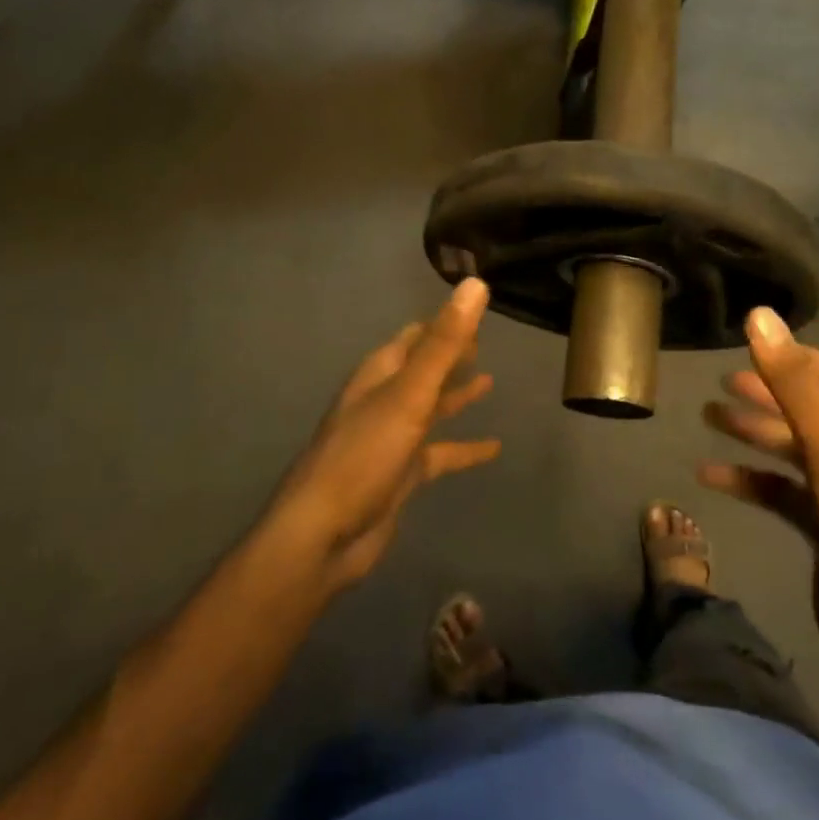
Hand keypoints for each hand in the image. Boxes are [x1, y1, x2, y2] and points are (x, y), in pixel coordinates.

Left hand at [274, 279, 499, 589]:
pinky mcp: (401, 474)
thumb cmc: (364, 456)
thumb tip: (475, 284)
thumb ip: (444, 344)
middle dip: (449, 355)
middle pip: (421, 369)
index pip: (414, 337)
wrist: (324, 535)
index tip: (473, 309)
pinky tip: (494, 448)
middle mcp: (383, 401)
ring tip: (490, 381)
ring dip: (456, 395)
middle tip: (484, 341)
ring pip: (430, 408)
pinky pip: (439, 453)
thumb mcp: (409, 395)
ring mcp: (391, 439)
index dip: (442, 323)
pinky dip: (464, 447)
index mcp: (380, 375)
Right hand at [699, 308, 818, 706]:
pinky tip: (710, 474)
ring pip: (791, 447)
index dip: (796, 358)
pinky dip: (749, 479)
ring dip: (752, 432)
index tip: (751, 351)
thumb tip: (759, 314)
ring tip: (708, 417)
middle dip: (766, 394)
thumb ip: (790, 380)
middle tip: (720, 383)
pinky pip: (780, 489)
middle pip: (809, 407)